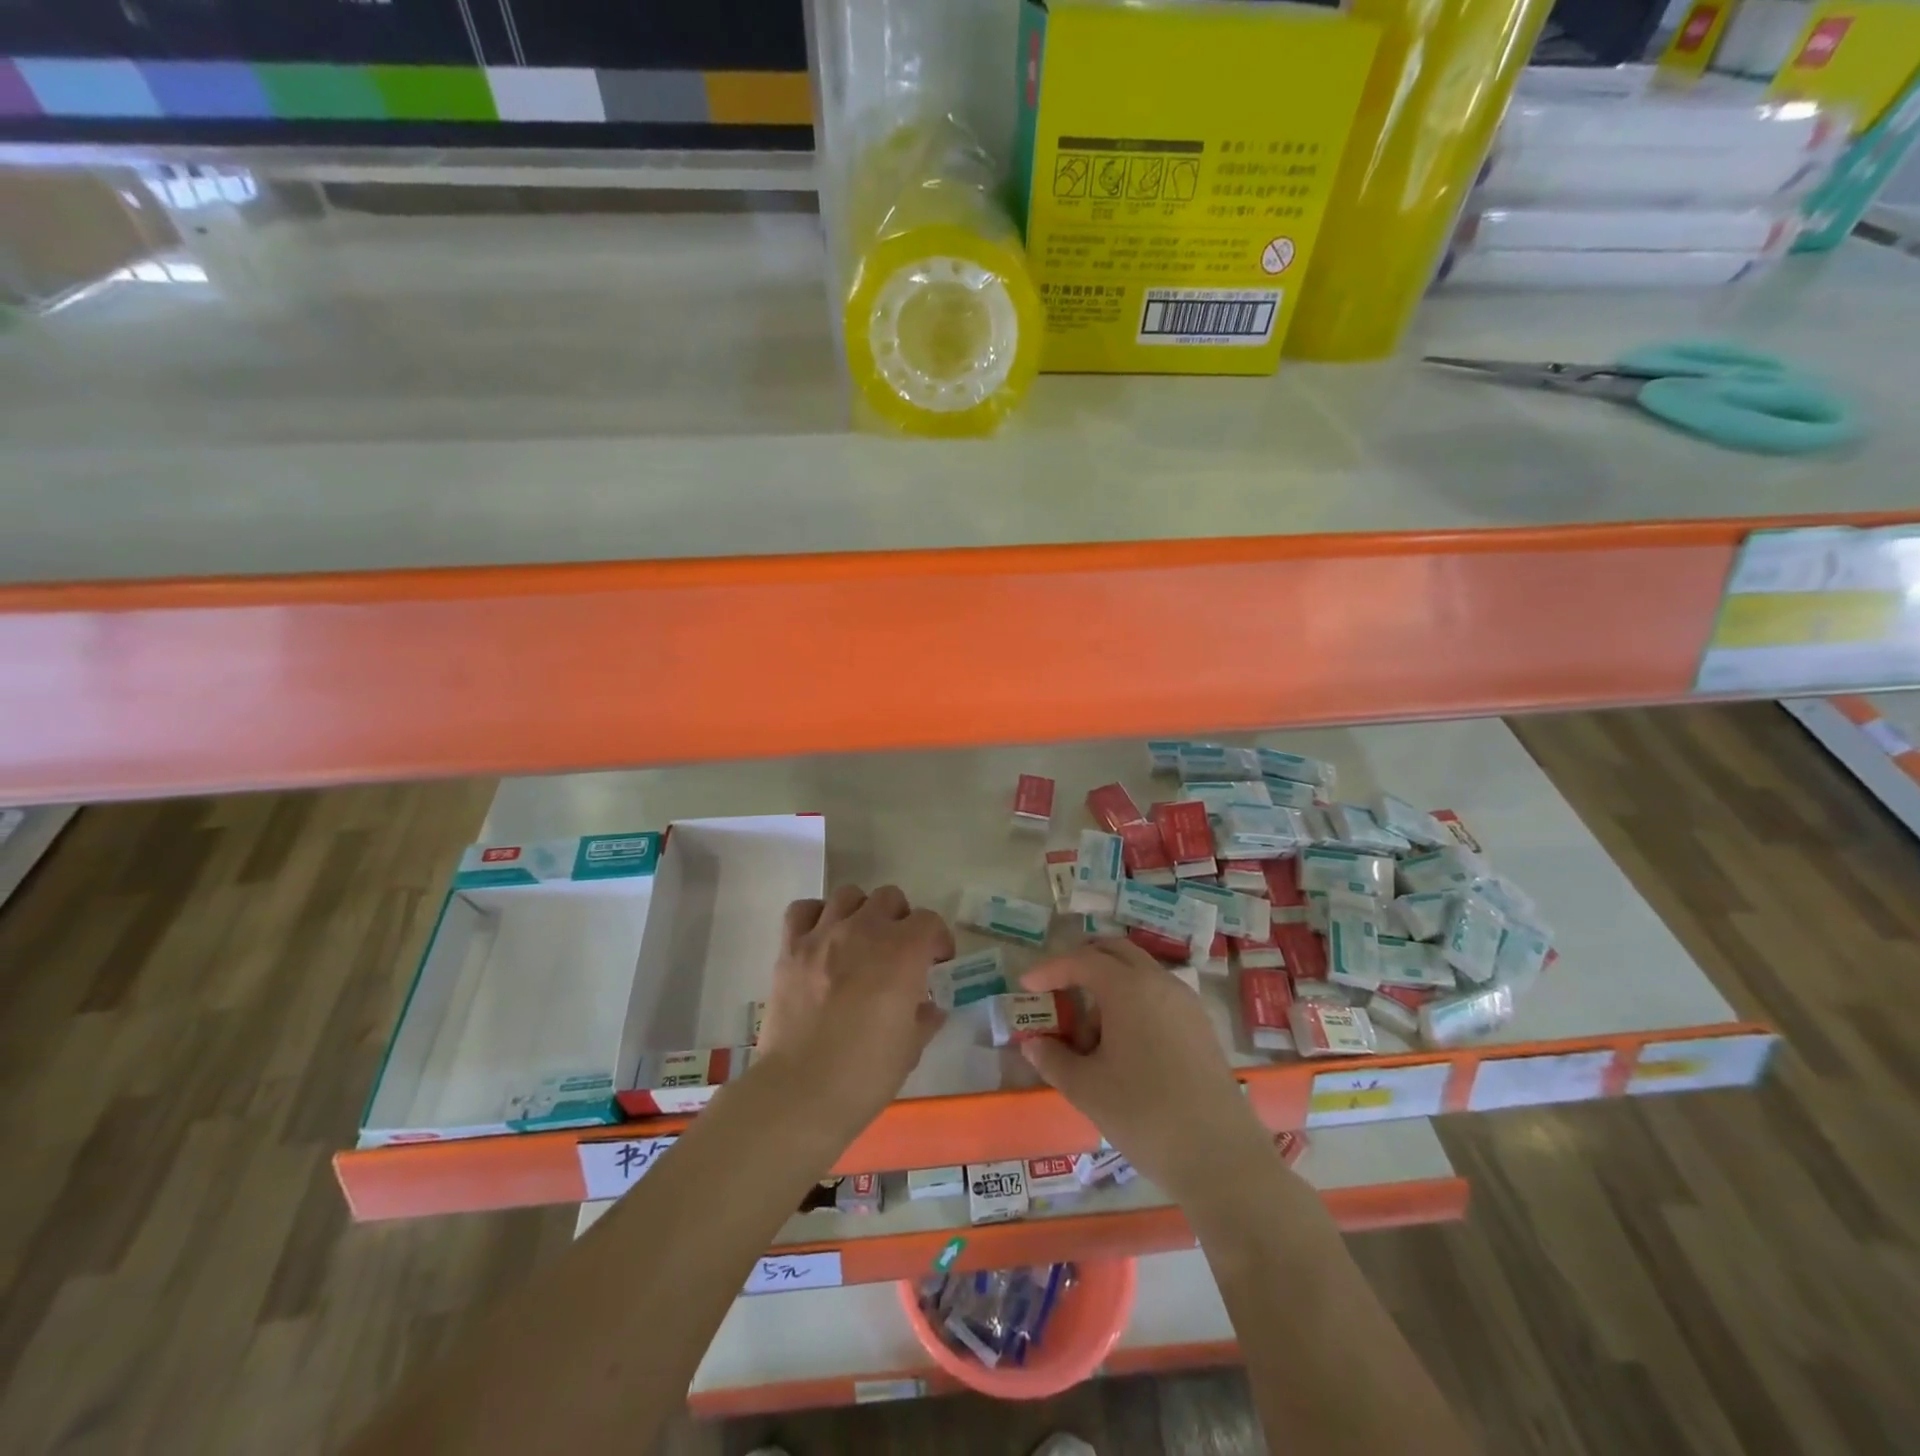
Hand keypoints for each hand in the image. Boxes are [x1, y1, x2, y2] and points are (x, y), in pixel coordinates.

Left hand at [754, 884, 953, 1132]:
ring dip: (861, 912)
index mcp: (902, 953)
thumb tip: (929, 1007)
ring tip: (860, 940)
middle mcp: (865, 931)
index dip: (938, 940)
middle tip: (899, 951)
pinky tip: (822, 938)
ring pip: (849, 895)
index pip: (929, 921)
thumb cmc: (865, 1075)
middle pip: (890, 898)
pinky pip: (803, 910)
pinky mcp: (790, 948)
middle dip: (901, 920)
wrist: (800, 1092)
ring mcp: (823, 935)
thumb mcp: (910, 1049)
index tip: (937, 963)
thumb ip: (924, 1018)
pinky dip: (816, 916)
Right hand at [1021, 939, 1272, 1200]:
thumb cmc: (1144, 1114)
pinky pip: (1157, 996)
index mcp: (1129, 987)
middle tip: (1057, 987)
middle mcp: (1160, 982)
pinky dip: (1132, 1004)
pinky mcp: (1200, 1027)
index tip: (1026, 985)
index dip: (1050, 969)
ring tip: (1089, 1037)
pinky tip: (1122, 1048)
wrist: (1220, 1157)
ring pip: (1138, 975)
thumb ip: (1053, 1059)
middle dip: (1082, 963)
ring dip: (1108, 988)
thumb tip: (1033, 1043)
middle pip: (1115, 952)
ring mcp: (1185, 1003)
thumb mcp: (1086, 1088)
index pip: (1082, 960)